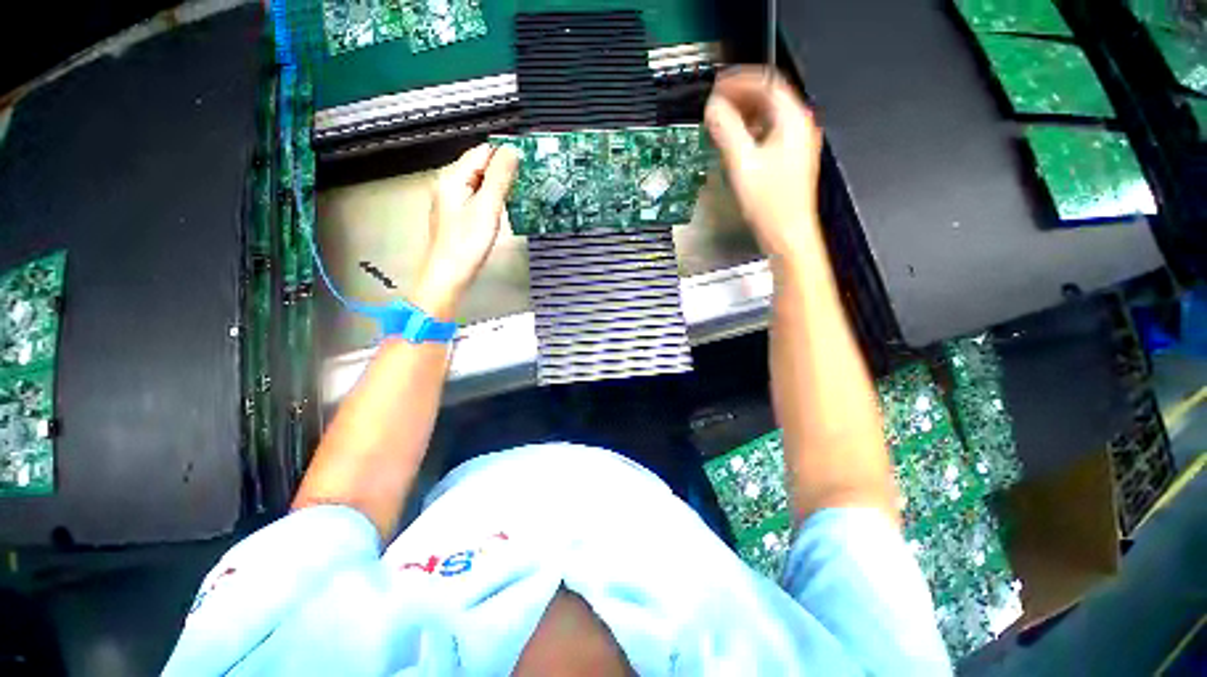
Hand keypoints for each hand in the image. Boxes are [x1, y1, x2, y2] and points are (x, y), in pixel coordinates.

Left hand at [412, 143, 518, 319]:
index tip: (528, 165)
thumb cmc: (467, 243)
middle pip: (480, 165)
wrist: (450, 274)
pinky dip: (492, 198)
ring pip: (480, 182)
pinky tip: (503, 208)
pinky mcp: (457, 213)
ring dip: (499, 185)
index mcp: (452, 176)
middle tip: (528, 181)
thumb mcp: (487, 207)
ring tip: (520, 193)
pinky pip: (477, 196)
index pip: (483, 151)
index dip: (505, 155)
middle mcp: (449, 182)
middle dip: (503, 170)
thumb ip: (499, 177)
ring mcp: (452, 198)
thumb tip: (512, 150)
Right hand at [705, 67, 823, 260]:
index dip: (740, 80)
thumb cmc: (772, 205)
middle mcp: (799, 127)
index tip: (719, 85)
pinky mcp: (788, 158)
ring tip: (722, 120)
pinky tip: (736, 141)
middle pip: (769, 96)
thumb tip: (713, 109)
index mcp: (792, 121)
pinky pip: (769, 132)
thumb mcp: (742, 164)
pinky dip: (750, 130)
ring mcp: (796, 143)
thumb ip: (726, 131)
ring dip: (744, 113)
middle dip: (740, 96)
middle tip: (717, 102)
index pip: (767, 83)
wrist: (787, 232)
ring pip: (768, 115)